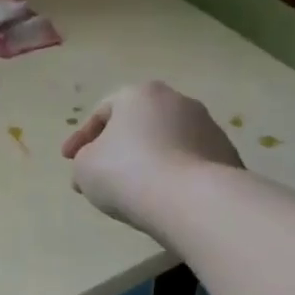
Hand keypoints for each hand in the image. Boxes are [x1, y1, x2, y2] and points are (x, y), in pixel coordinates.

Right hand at [61, 81, 239, 235]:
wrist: (193, 201)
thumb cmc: (128, 173)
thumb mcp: (84, 167)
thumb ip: (84, 160)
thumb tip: (94, 166)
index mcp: (139, 94)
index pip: (102, 112)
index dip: (80, 138)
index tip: (67, 161)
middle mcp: (177, 101)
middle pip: (137, 125)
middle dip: (117, 148)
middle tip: (100, 174)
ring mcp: (208, 127)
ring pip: (165, 143)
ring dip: (147, 162)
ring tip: (132, 191)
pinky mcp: (227, 156)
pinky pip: (187, 164)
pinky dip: (171, 176)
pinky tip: (162, 198)